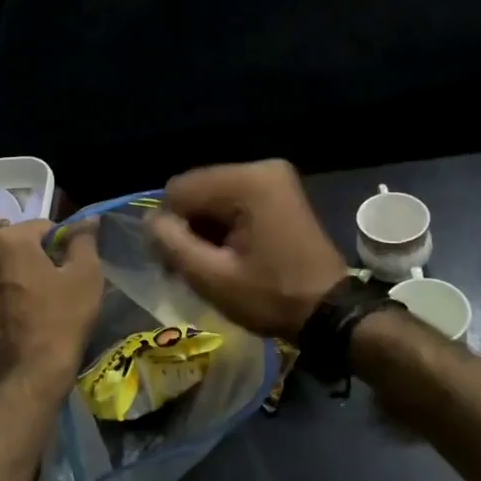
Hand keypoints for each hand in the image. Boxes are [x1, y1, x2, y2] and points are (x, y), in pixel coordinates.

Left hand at [0, 220, 102, 389]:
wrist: (28, 380)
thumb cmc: (62, 321)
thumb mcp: (86, 276)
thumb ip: (84, 240)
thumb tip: (87, 220)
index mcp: (6, 241)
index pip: (41, 227)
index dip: (61, 245)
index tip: (71, 268)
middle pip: (12, 249)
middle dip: (31, 261)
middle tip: (53, 289)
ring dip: (10, 283)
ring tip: (31, 310)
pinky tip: (14, 327)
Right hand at [147, 160, 348, 339]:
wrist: (330, 312)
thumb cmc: (271, 297)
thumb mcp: (212, 278)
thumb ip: (172, 243)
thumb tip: (150, 221)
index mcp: (246, 182)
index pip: (179, 190)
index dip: (169, 226)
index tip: (176, 263)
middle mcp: (261, 169)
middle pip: (197, 190)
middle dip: (188, 227)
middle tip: (193, 268)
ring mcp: (274, 179)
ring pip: (213, 197)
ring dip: (205, 229)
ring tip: (212, 265)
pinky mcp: (280, 193)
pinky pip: (234, 201)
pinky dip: (224, 226)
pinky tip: (229, 255)